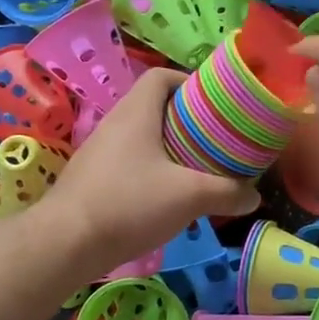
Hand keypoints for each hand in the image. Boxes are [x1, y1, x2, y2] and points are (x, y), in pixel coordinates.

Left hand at [47, 68, 259, 278]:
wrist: (64, 243)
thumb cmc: (129, 203)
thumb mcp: (189, 197)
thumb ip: (227, 192)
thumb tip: (254, 196)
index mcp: (136, 112)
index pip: (161, 76)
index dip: (189, 81)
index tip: (214, 103)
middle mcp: (115, 123)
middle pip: (155, 106)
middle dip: (187, 119)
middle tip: (215, 139)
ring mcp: (100, 151)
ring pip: (142, 136)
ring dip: (170, 147)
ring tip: (197, 168)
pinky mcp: (92, 178)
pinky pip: (129, 161)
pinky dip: (151, 169)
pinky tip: (167, 196)